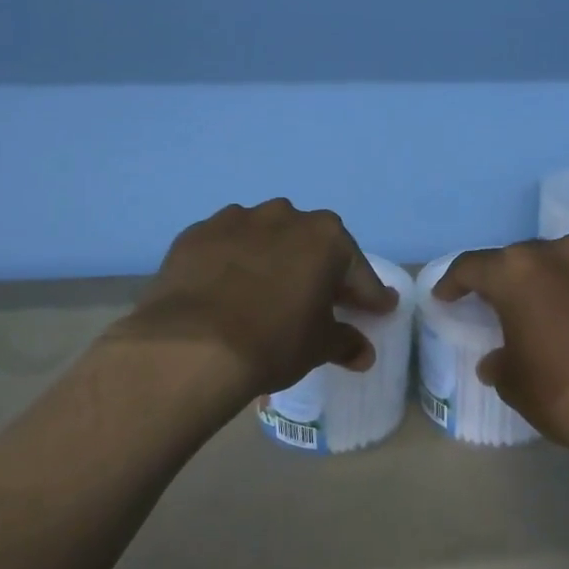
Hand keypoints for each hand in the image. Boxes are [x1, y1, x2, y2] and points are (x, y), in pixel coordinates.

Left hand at [118, 200, 398, 397]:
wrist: (191, 346)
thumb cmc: (273, 342)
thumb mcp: (318, 347)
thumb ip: (346, 342)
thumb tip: (363, 352)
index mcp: (325, 238)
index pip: (357, 270)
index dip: (369, 294)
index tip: (378, 308)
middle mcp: (284, 216)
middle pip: (311, 244)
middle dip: (319, 269)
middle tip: (321, 300)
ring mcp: (235, 220)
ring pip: (265, 238)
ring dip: (272, 259)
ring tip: (267, 292)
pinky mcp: (196, 234)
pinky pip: (226, 246)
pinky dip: (232, 263)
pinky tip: (227, 289)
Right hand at [433, 237, 568, 461]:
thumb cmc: (563, 391)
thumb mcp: (515, 383)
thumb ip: (500, 362)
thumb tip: (497, 361)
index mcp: (518, 272)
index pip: (472, 266)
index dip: (453, 282)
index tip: (445, 297)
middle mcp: (559, 254)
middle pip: (518, 259)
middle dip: (503, 280)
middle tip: (494, 305)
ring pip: (560, 265)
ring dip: (545, 283)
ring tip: (542, 311)